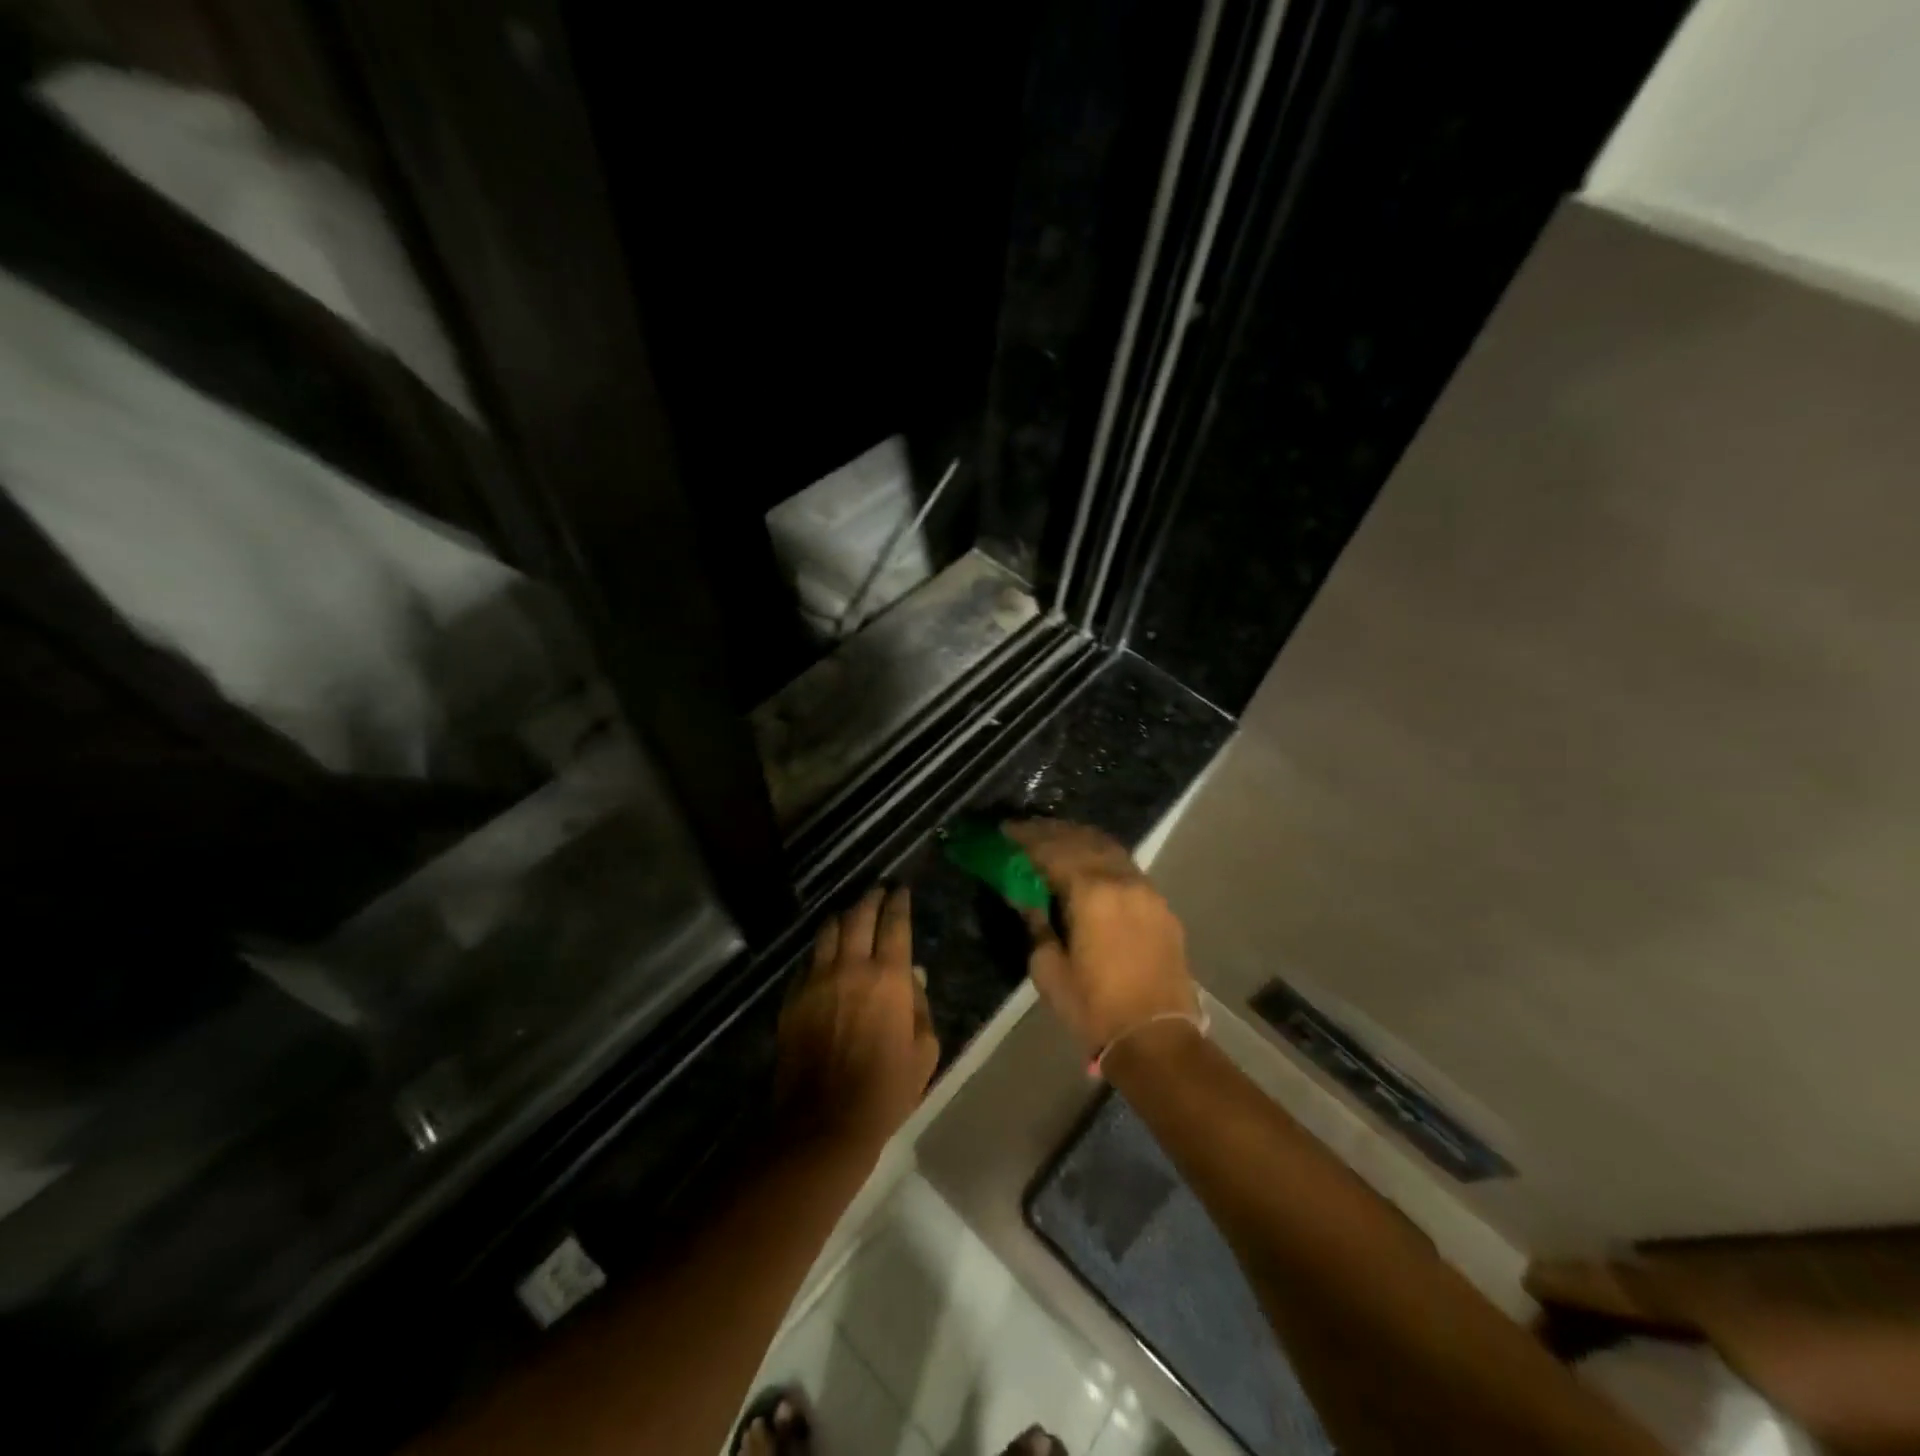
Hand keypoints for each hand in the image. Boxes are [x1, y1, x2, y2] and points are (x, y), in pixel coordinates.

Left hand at [776, 884, 938, 1153]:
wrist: (824, 1121)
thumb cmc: (886, 1090)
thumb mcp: (924, 1051)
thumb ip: (920, 1007)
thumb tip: (913, 978)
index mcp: (888, 977)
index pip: (894, 924)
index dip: (899, 902)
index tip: (901, 890)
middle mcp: (851, 967)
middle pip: (858, 916)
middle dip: (870, 899)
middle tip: (878, 892)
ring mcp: (817, 980)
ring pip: (828, 931)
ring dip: (843, 917)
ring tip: (850, 916)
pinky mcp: (793, 997)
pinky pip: (808, 960)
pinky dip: (821, 950)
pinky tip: (826, 954)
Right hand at [1004, 819, 1198, 1056]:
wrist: (1157, 1039)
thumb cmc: (1094, 1008)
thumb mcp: (1049, 970)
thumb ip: (1036, 924)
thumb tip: (1026, 897)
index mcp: (1092, 893)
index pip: (1053, 850)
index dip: (1026, 838)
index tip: (1005, 831)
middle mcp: (1122, 880)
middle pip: (1083, 840)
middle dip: (1052, 832)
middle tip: (1026, 830)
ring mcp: (1147, 890)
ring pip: (1110, 848)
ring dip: (1080, 839)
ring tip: (1056, 839)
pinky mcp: (1161, 906)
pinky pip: (1126, 867)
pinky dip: (1103, 857)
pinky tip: (1090, 864)